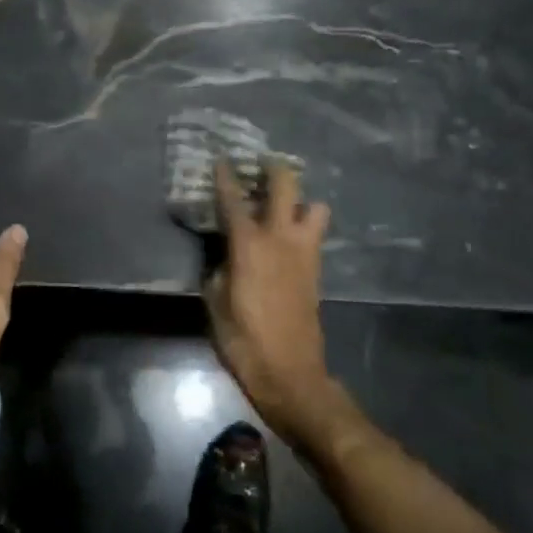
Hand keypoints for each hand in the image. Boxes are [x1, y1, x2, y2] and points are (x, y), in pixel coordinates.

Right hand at [204, 159, 335, 439]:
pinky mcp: (316, 269)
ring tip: (283, 204)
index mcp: (249, 245)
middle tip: (261, 165)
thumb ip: (217, 270)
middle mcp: (280, 238)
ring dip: (300, 199)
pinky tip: (290, 234)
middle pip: (286, 185)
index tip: (222, 159)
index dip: (226, 177)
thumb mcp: (215, 304)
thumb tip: (222, 256)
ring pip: (315, 206)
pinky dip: (305, 224)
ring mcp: (304, 251)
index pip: (234, 200)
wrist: (290, 373)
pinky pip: (316, 232)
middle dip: (274, 169)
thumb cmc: (244, 340)